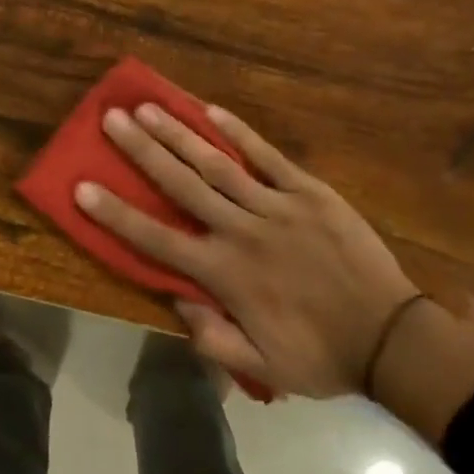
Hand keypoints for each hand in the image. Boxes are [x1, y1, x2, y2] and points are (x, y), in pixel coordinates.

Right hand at [73, 103, 416, 397]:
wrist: (392, 339)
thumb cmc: (321, 355)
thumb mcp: (261, 366)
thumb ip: (212, 337)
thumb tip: (174, 298)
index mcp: (226, 275)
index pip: (157, 240)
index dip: (116, 213)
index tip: (82, 186)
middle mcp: (242, 232)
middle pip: (182, 186)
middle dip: (143, 151)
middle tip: (112, 120)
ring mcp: (277, 206)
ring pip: (218, 164)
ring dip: (180, 135)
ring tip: (149, 107)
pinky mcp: (309, 191)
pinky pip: (268, 156)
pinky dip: (240, 132)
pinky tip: (213, 110)